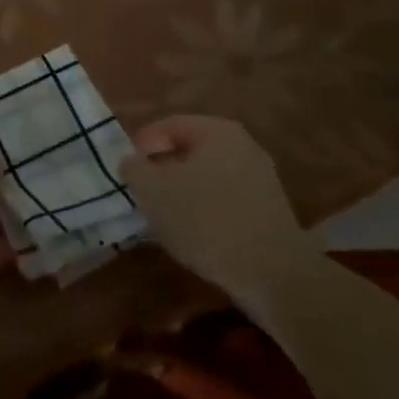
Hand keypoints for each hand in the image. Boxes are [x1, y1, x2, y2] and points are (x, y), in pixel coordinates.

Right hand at [120, 116, 313, 287]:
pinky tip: (191, 233)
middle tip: (140, 194)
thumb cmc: (206, 220)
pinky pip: (222, 199)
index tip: (126, 172)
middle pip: (188, 150)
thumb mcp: (154, 190)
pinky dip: (202, 210)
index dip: (141, 145)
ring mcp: (259, 178)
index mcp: (217, 131)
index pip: (168, 125)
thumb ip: (134, 169)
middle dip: (160, 171)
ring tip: (162, 218)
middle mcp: (243, 146)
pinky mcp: (266, 209)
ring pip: (205, 176)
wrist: (272, 273)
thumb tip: (132, 162)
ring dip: (180, 192)